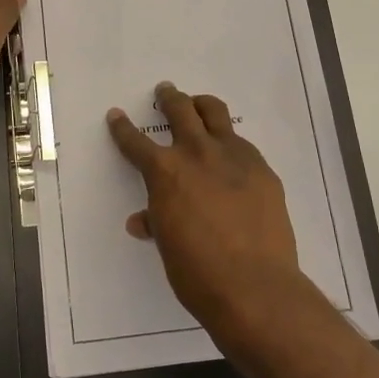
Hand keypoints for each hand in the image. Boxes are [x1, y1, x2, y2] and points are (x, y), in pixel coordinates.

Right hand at [106, 82, 330, 348]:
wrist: (254, 286)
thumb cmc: (198, 272)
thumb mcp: (168, 245)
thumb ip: (157, 222)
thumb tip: (143, 220)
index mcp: (165, 172)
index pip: (136, 142)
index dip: (123, 128)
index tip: (117, 115)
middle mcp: (197, 153)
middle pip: (180, 110)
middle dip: (169, 97)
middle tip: (165, 91)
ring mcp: (234, 157)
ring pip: (215, 113)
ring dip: (202, 105)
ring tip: (198, 104)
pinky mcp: (262, 169)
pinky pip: (242, 144)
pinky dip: (230, 143)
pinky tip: (231, 156)